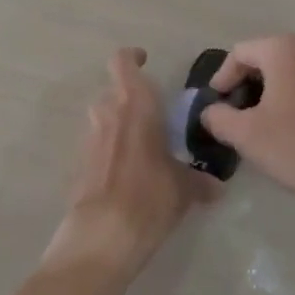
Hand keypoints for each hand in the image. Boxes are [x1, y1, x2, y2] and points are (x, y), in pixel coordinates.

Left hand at [45, 48, 210, 278]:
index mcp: (135, 104)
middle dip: (129, 99)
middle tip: (152, 116)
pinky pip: (96, 146)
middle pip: (112, 91)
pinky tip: (127, 175)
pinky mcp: (78, 165)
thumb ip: (198, 181)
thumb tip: (216, 186)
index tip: (145, 61)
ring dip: (117, 124)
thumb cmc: (149, 197)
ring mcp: (89, 139)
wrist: (103, 236)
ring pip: (102, 118)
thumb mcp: (183, 189)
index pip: (123, 62)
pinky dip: (109, 151)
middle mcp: (108, 113)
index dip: (132, 57)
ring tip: (141, 147)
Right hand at [203, 35, 294, 225]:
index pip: (239, 53)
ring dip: (267, 93)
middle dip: (244, 85)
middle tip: (233, 115)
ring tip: (256, 124)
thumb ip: (218, 117)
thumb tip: (210, 112)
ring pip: (286, 72)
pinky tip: (284, 128)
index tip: (215, 107)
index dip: (222, 78)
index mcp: (283, 49)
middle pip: (263, 58)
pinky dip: (289, 98)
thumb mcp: (245, 134)